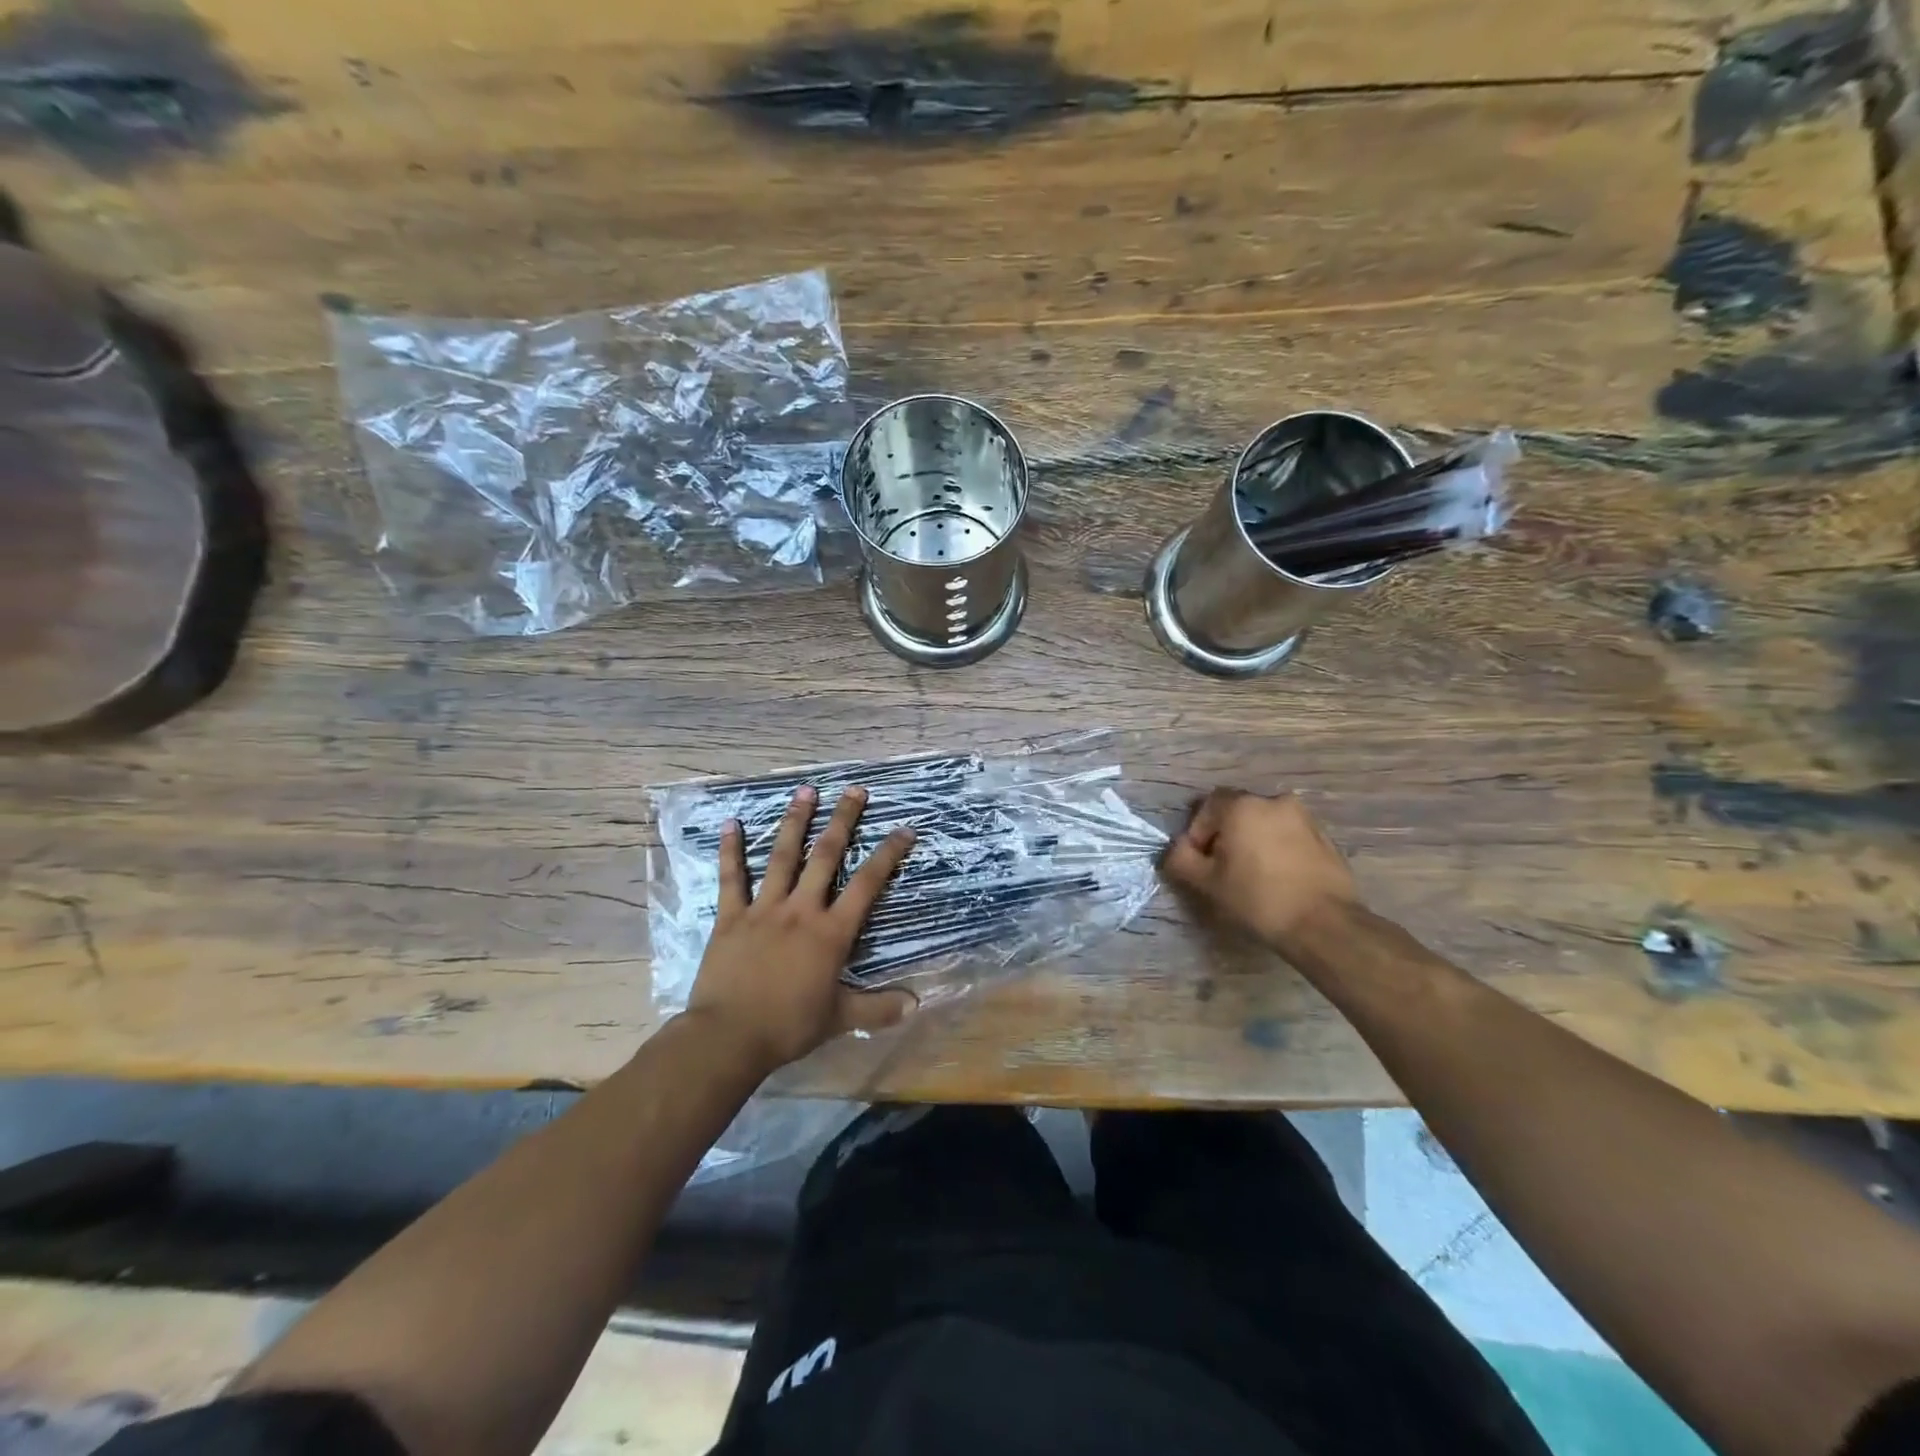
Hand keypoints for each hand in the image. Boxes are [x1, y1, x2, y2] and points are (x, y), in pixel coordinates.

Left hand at [683, 785, 916, 1074]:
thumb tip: (916, 1004)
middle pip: (826, 856)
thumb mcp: (840, 1018)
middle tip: (854, 790)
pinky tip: (730, 823)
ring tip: (806, 791)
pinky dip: (731, 850)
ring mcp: (764, 909)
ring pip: (783, 856)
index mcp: (831, 932)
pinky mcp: (731, 917)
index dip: (888, 855)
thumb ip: (878, 1009)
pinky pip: (731, 878)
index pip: (867, 885)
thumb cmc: (788, 1026)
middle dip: (843, 820)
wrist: (729, 1037)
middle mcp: (801, 910)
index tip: (904, 829)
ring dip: (795, 821)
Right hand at [1160, 788, 1360, 952]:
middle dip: (1225, 835)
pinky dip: (1278, 849)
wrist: (1324, 924)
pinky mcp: (1324, 837)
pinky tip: (1278, 879)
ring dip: (1253, 841)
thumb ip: (1181, 859)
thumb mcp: (1206, 883)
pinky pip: (1289, 836)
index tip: (1201, 861)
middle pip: (1237, 812)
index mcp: (1242, 806)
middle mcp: (1274, 801)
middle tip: (1223, 869)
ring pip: (1265, 823)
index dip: (1198, 832)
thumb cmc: (1258, 899)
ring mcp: (1304, 818)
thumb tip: (1178, 848)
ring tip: (1252, 875)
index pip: (1207, 806)